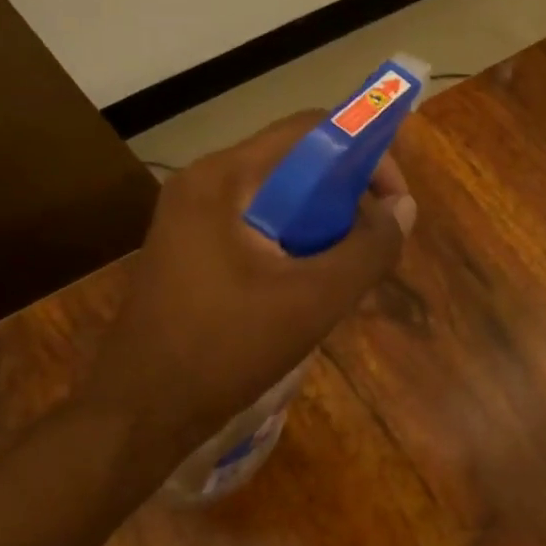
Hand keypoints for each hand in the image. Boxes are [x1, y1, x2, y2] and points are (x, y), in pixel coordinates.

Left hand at [84, 112, 415, 474]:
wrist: (141, 414)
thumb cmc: (227, 349)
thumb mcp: (315, 299)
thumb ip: (368, 248)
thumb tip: (403, 207)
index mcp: (224, 179)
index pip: (310, 131)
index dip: (365, 154)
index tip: (394, 203)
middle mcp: (204, 184)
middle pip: (296, 163)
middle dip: (348, 197)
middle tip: (376, 243)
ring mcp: (193, 218)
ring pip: (281, 198)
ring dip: (325, 224)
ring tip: (349, 269)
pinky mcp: (193, 249)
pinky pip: (260, 226)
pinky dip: (298, 243)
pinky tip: (313, 286)